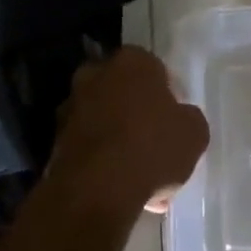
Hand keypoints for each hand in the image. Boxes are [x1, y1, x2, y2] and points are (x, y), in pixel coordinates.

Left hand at [53, 46, 207, 214]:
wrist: (96, 189)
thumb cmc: (152, 147)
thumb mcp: (195, 133)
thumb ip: (188, 118)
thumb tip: (180, 119)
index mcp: (132, 60)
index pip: (154, 69)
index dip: (166, 94)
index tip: (174, 120)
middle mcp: (96, 74)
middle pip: (123, 91)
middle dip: (136, 112)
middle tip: (154, 142)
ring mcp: (71, 106)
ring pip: (103, 119)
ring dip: (117, 139)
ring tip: (138, 174)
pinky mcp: (55, 139)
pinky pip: (88, 145)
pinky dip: (100, 160)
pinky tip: (118, 187)